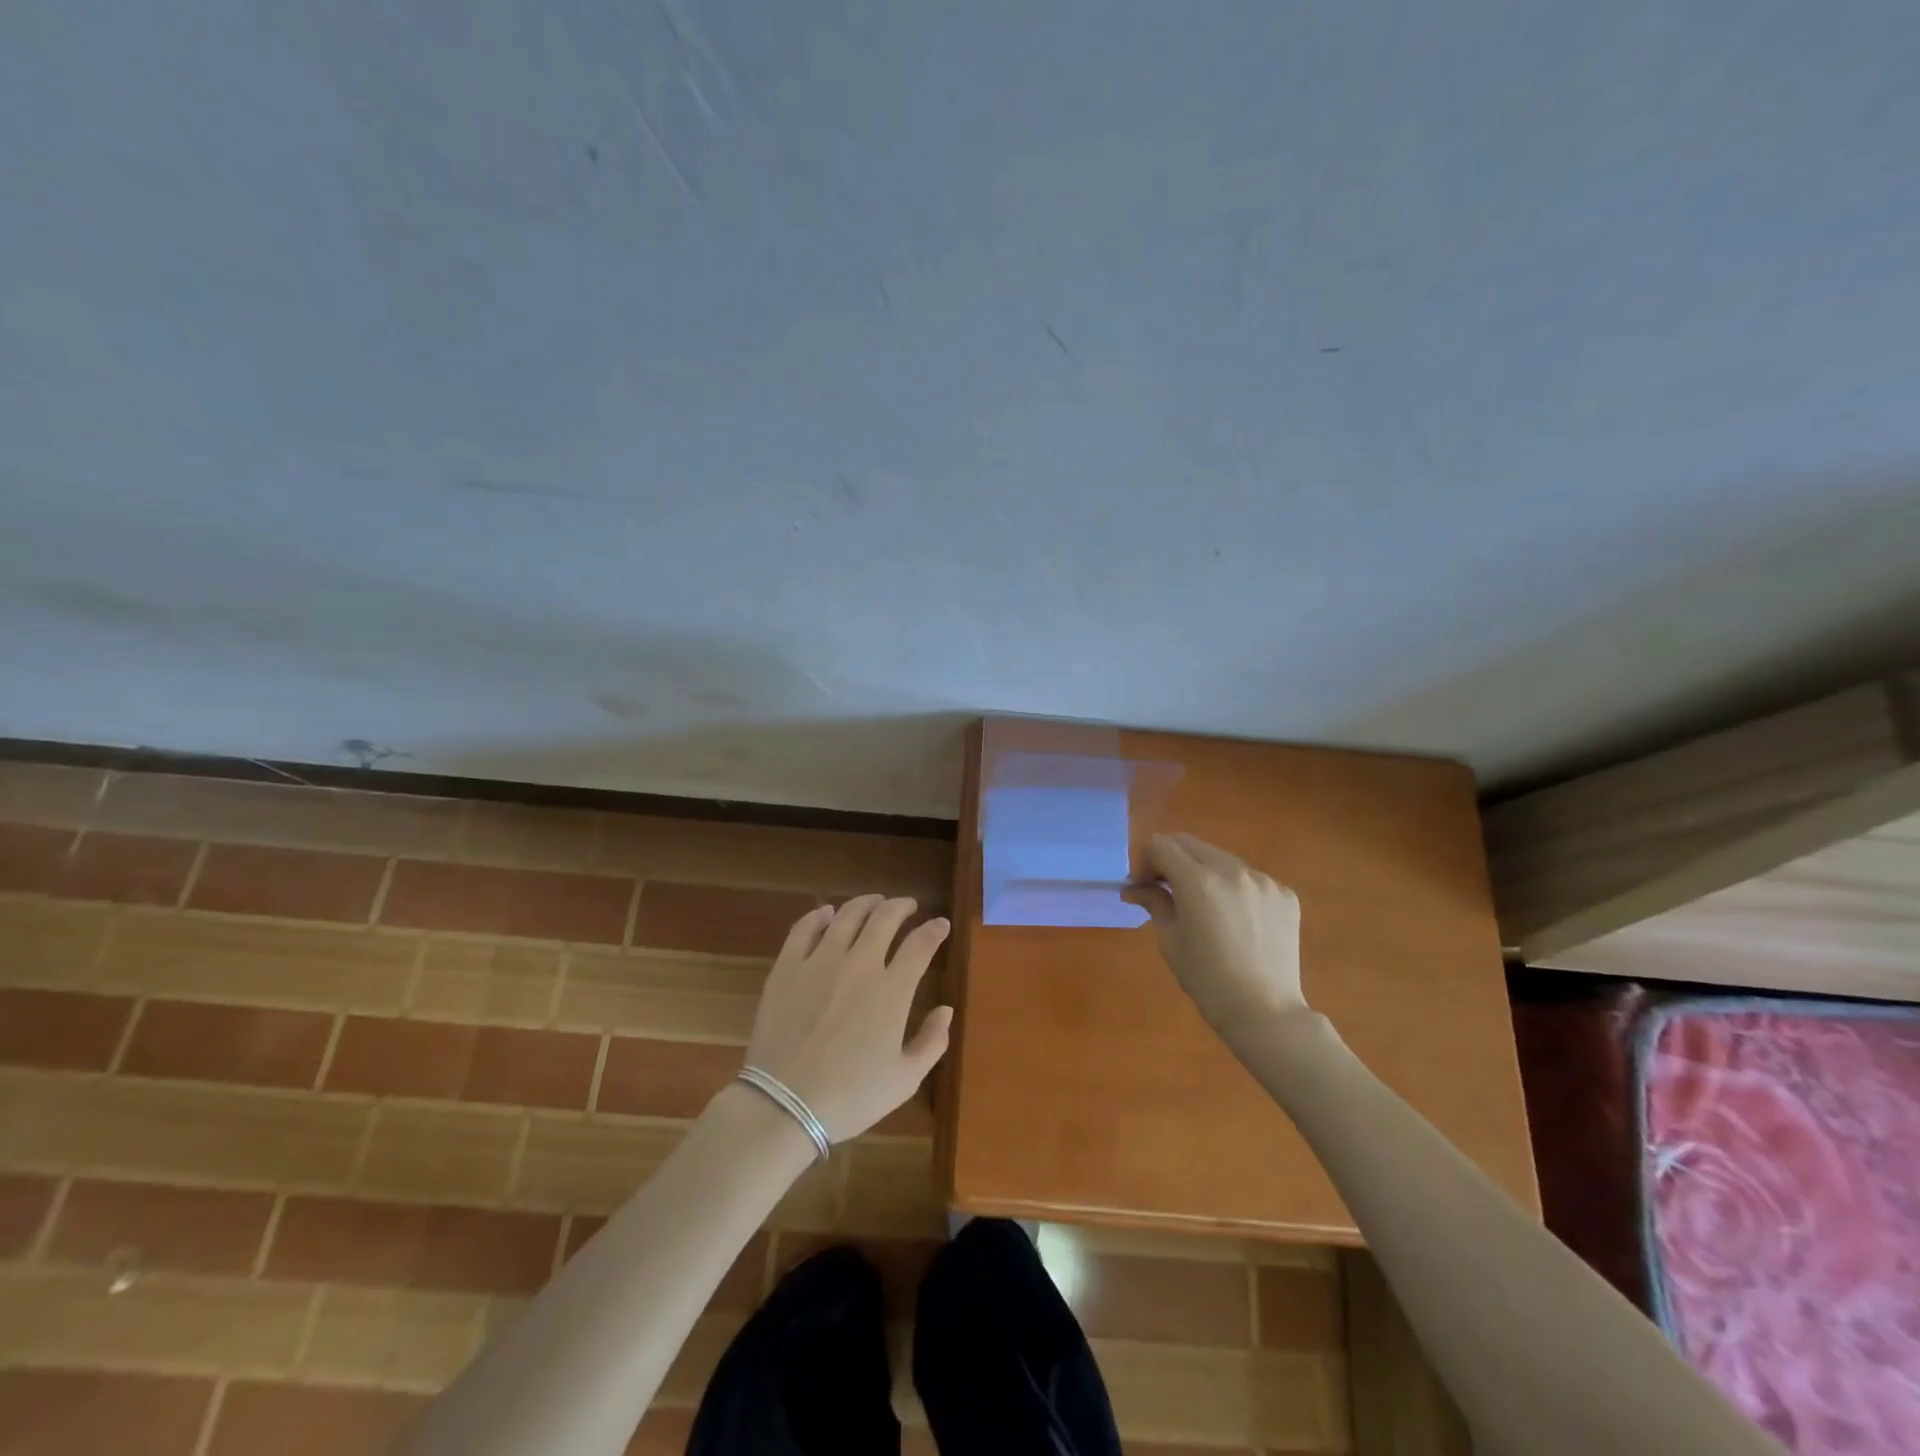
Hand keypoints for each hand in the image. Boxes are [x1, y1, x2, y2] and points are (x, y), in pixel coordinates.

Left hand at [742, 895, 951, 1142]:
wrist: (785, 1106)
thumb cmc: (850, 1097)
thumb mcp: (905, 1080)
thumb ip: (932, 1042)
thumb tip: (946, 1009)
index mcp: (892, 991)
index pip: (921, 944)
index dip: (934, 930)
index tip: (941, 925)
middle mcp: (860, 965)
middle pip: (885, 918)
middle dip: (901, 906)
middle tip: (908, 906)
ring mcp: (820, 962)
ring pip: (847, 915)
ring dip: (866, 903)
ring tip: (874, 902)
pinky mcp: (787, 967)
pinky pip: (804, 928)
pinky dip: (819, 915)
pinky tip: (827, 913)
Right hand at [1124, 834, 1308, 1036]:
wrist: (1265, 1012)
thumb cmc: (1207, 980)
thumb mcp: (1170, 940)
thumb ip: (1154, 902)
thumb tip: (1133, 888)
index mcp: (1198, 881)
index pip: (1162, 845)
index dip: (1145, 860)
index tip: (1142, 885)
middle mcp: (1232, 870)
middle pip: (1191, 844)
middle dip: (1170, 859)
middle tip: (1163, 888)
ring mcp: (1263, 880)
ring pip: (1221, 858)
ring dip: (1202, 870)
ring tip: (1201, 904)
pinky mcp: (1284, 894)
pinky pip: (1249, 877)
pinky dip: (1233, 887)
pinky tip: (1233, 917)